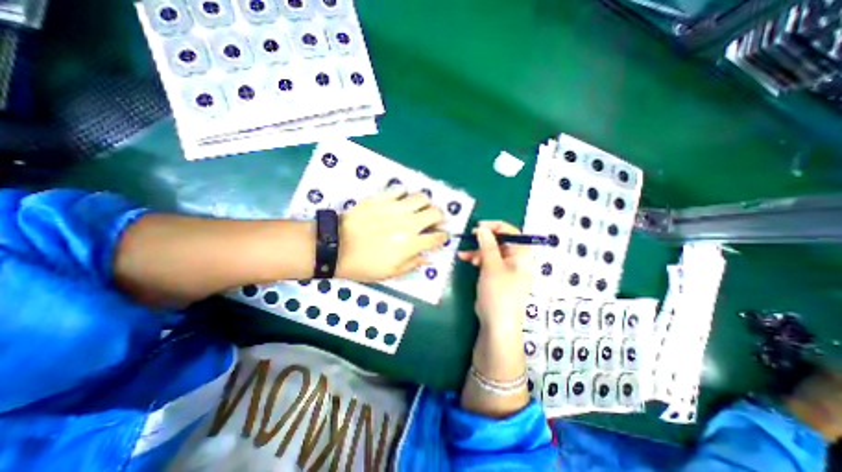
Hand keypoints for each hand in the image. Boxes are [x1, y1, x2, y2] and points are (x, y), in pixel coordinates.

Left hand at [336, 188, 446, 281]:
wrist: (336, 246)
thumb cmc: (364, 264)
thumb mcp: (390, 273)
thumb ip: (412, 264)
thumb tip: (427, 258)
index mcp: (411, 244)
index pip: (437, 237)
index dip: (443, 236)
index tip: (441, 236)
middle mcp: (409, 223)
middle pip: (435, 212)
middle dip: (439, 216)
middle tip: (433, 220)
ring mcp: (395, 208)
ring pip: (422, 197)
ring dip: (425, 203)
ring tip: (418, 208)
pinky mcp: (382, 198)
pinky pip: (400, 189)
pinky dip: (404, 194)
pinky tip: (400, 201)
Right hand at [461, 220, 532, 327]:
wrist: (497, 325)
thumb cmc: (498, 293)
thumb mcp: (492, 266)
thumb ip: (487, 245)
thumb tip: (482, 228)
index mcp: (522, 255)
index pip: (512, 232)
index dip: (495, 226)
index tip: (478, 226)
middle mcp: (517, 259)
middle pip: (501, 241)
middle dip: (483, 240)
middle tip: (469, 238)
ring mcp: (507, 268)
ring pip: (492, 251)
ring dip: (478, 250)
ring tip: (463, 255)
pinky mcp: (497, 276)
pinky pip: (488, 261)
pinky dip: (478, 259)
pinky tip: (467, 260)